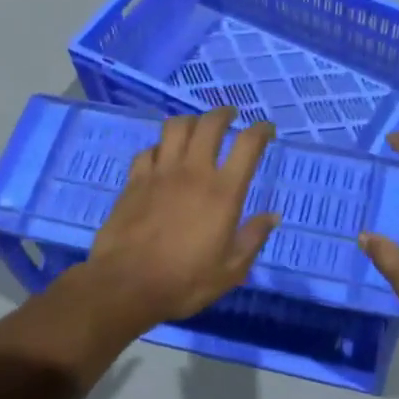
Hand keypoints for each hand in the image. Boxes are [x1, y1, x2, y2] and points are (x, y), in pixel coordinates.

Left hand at [84, 108, 279, 327]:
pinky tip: (162, 156)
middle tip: (230, 116)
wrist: (126, 285)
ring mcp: (160, 173)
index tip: (267, 129)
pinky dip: (160, 147)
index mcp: (223, 192)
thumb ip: (253, 238)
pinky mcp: (134, 180)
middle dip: (224, 114)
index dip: (261, 130)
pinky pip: (149, 150)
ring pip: (176, 127)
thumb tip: (273, 216)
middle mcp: (193, 172)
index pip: (248, 145)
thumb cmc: (184, 282)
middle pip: (210, 124)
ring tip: (197, 128)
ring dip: (191, 121)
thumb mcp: (230, 270)